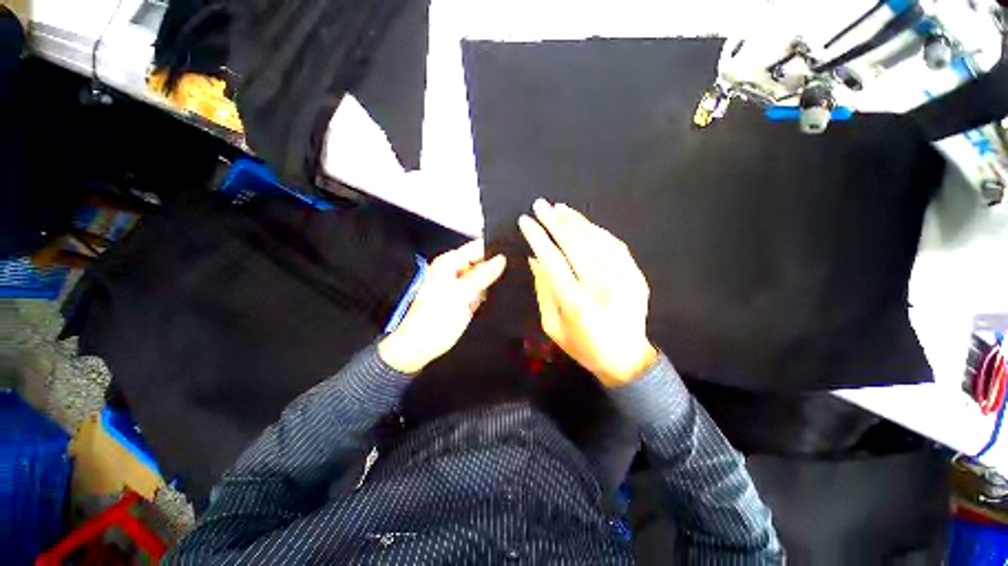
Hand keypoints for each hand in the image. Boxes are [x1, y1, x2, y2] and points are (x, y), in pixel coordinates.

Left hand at [378, 240, 506, 373]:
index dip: (495, 249)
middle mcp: (456, 270)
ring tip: (509, 282)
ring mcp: (461, 284)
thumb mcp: (461, 294)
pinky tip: (498, 294)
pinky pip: (482, 289)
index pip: (477, 247)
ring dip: (494, 279)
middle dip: (496, 266)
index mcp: (449, 263)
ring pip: (484, 276)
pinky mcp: (466, 297)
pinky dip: (489, 292)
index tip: (514, 254)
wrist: (422, 346)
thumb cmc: (436, 318)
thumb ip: (482, 275)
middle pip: (482, 261)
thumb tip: (502, 259)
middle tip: (514, 271)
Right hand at [519, 199, 657, 387]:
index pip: (552, 260)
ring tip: (559, 208)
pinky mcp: (636, 276)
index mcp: (576, 302)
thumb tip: (535, 259)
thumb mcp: (552, 326)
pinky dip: (598, 231)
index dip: (537, 237)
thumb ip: (543, 291)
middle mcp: (600, 286)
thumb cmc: (583, 346)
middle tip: (540, 205)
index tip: (525, 221)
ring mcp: (622, 278)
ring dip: (576, 221)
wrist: (626, 359)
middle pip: (574, 244)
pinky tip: (584, 223)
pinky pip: (615, 246)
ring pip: (596, 240)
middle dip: (554, 221)